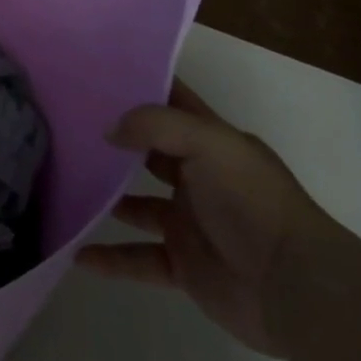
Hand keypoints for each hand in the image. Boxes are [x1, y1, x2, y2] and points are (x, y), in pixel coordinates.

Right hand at [76, 82, 342, 357]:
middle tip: (66, 129)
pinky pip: (138, 258)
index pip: (173, 103)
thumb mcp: (208, 144)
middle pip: (148, 153)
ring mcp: (190, 223)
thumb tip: (109, 130)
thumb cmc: (252, 202)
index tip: (96, 73)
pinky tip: (79, 254)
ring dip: (106, 199)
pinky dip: (110, 258)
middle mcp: (199, 179)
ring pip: (137, 206)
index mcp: (213, 143)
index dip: (141, 86)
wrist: (295, 288)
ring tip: (66, 187)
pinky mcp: (184, 265)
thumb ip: (155, 126)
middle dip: (114, 142)